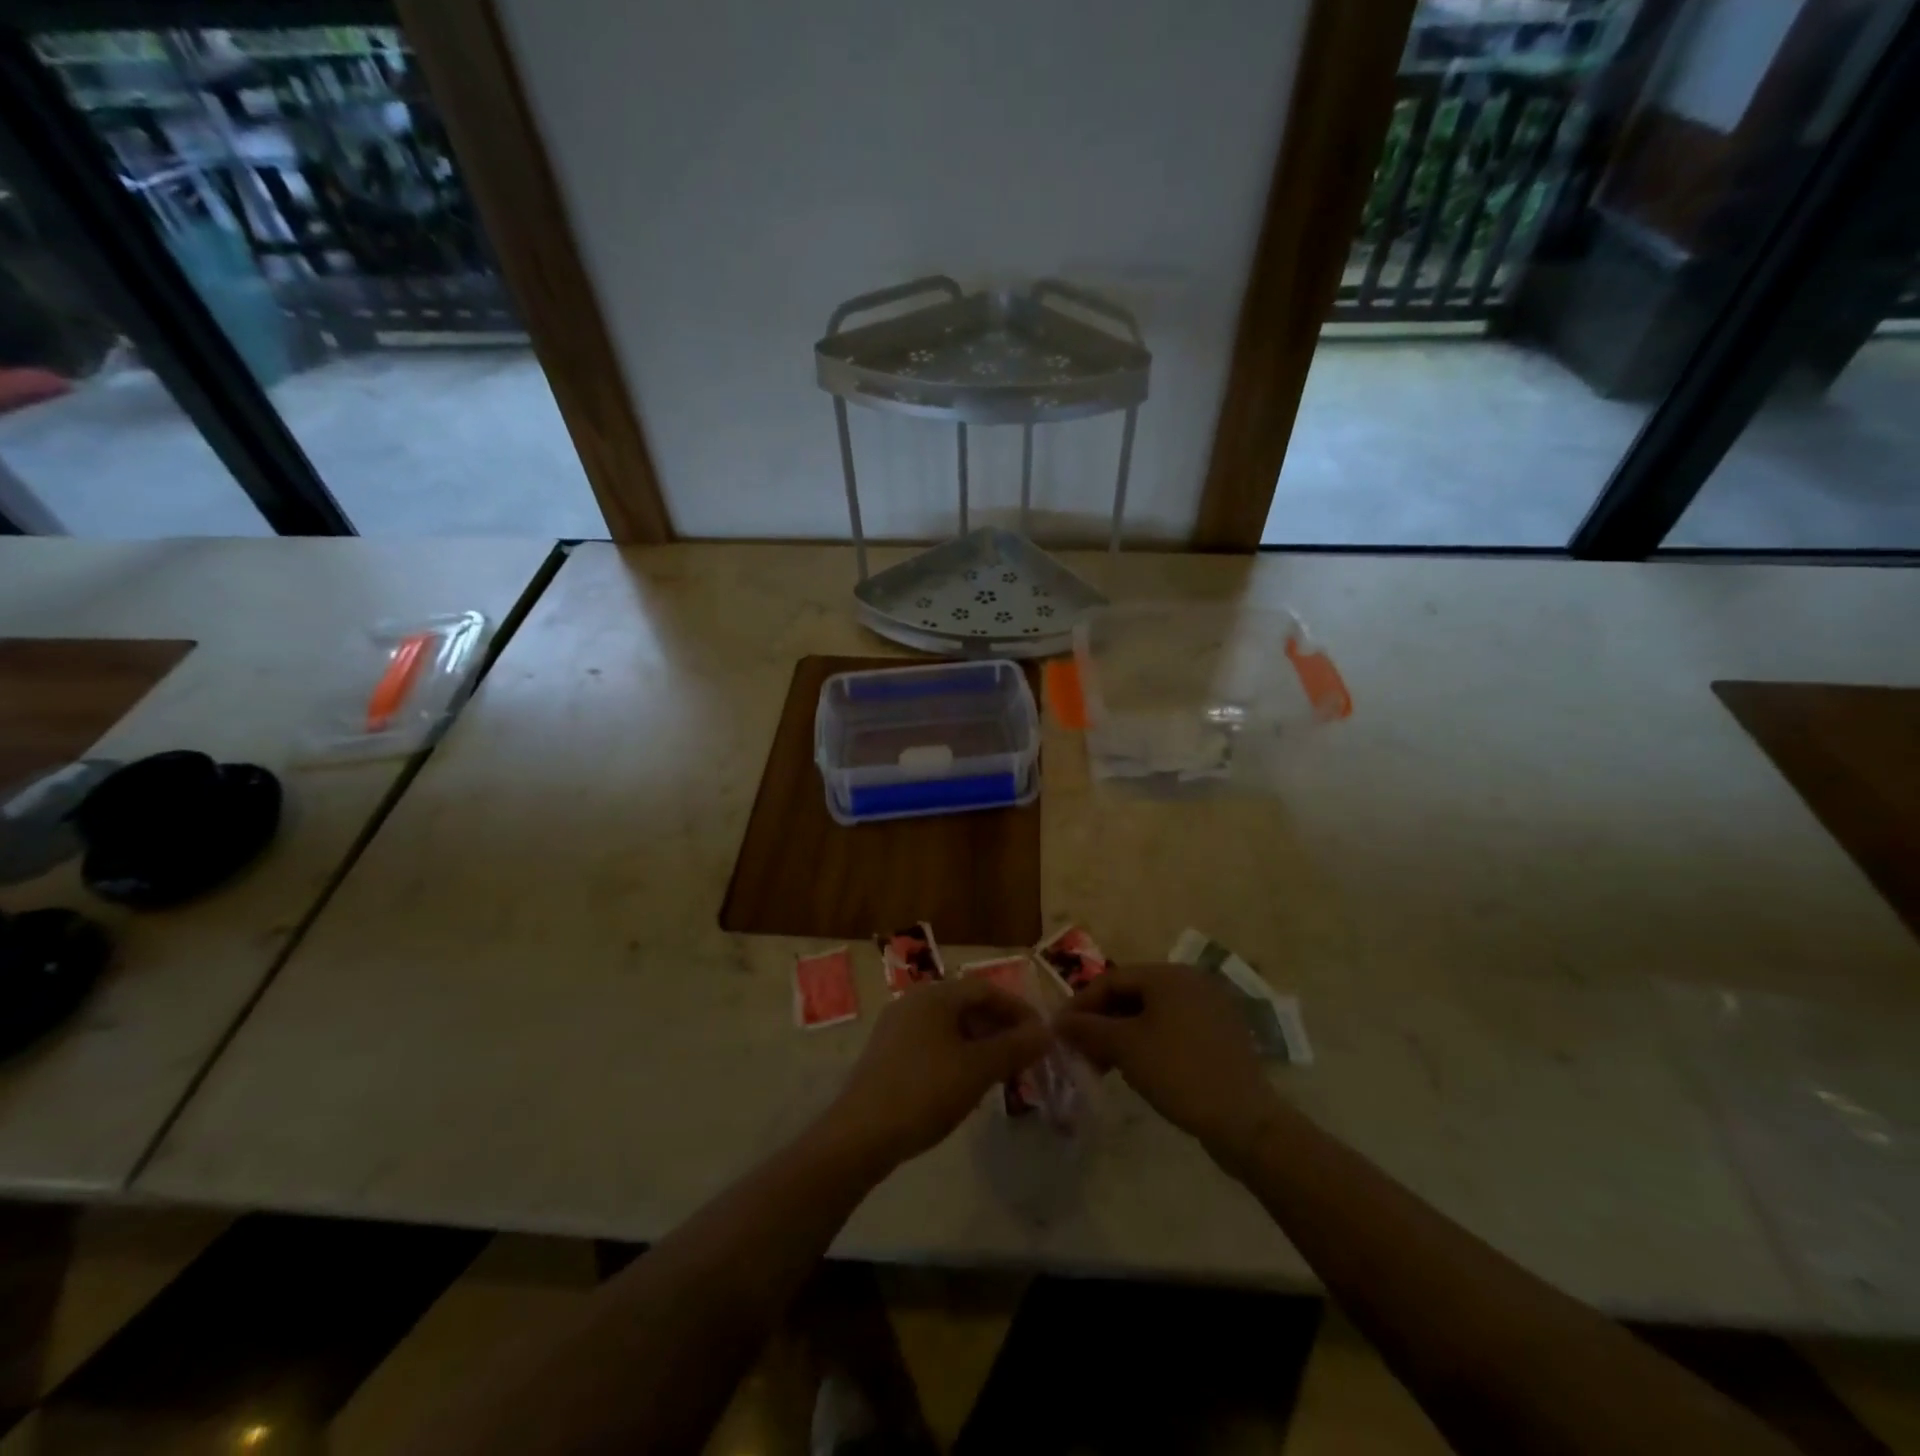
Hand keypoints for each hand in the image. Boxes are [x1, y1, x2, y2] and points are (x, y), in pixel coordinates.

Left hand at [824, 978, 1050, 1166]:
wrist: (860, 1135)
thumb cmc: (925, 1092)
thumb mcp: (977, 1070)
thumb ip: (1014, 1047)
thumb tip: (1046, 1032)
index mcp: (934, 995)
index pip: (986, 989)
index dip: (1018, 1010)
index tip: (1041, 1037)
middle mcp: (913, 1001)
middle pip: (967, 1005)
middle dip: (999, 1028)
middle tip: (1024, 1057)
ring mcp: (896, 1027)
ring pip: (949, 1026)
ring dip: (980, 1044)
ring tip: (1001, 1073)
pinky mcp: (887, 1053)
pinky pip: (932, 1042)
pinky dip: (957, 1055)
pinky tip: (966, 1085)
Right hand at [1055, 964, 1279, 1164]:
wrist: (1245, 1121)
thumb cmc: (1178, 1072)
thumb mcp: (1125, 1048)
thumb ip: (1087, 1028)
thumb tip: (1057, 1021)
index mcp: (1169, 974)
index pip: (1112, 979)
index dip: (1081, 1003)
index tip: (1059, 1030)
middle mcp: (1192, 981)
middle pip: (1133, 994)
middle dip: (1102, 1021)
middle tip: (1080, 1050)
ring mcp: (1211, 1008)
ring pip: (1153, 1013)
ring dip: (1123, 1034)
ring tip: (1105, 1064)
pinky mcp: (1222, 1034)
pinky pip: (1174, 1028)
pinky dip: (1150, 1041)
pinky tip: (1138, 1068)